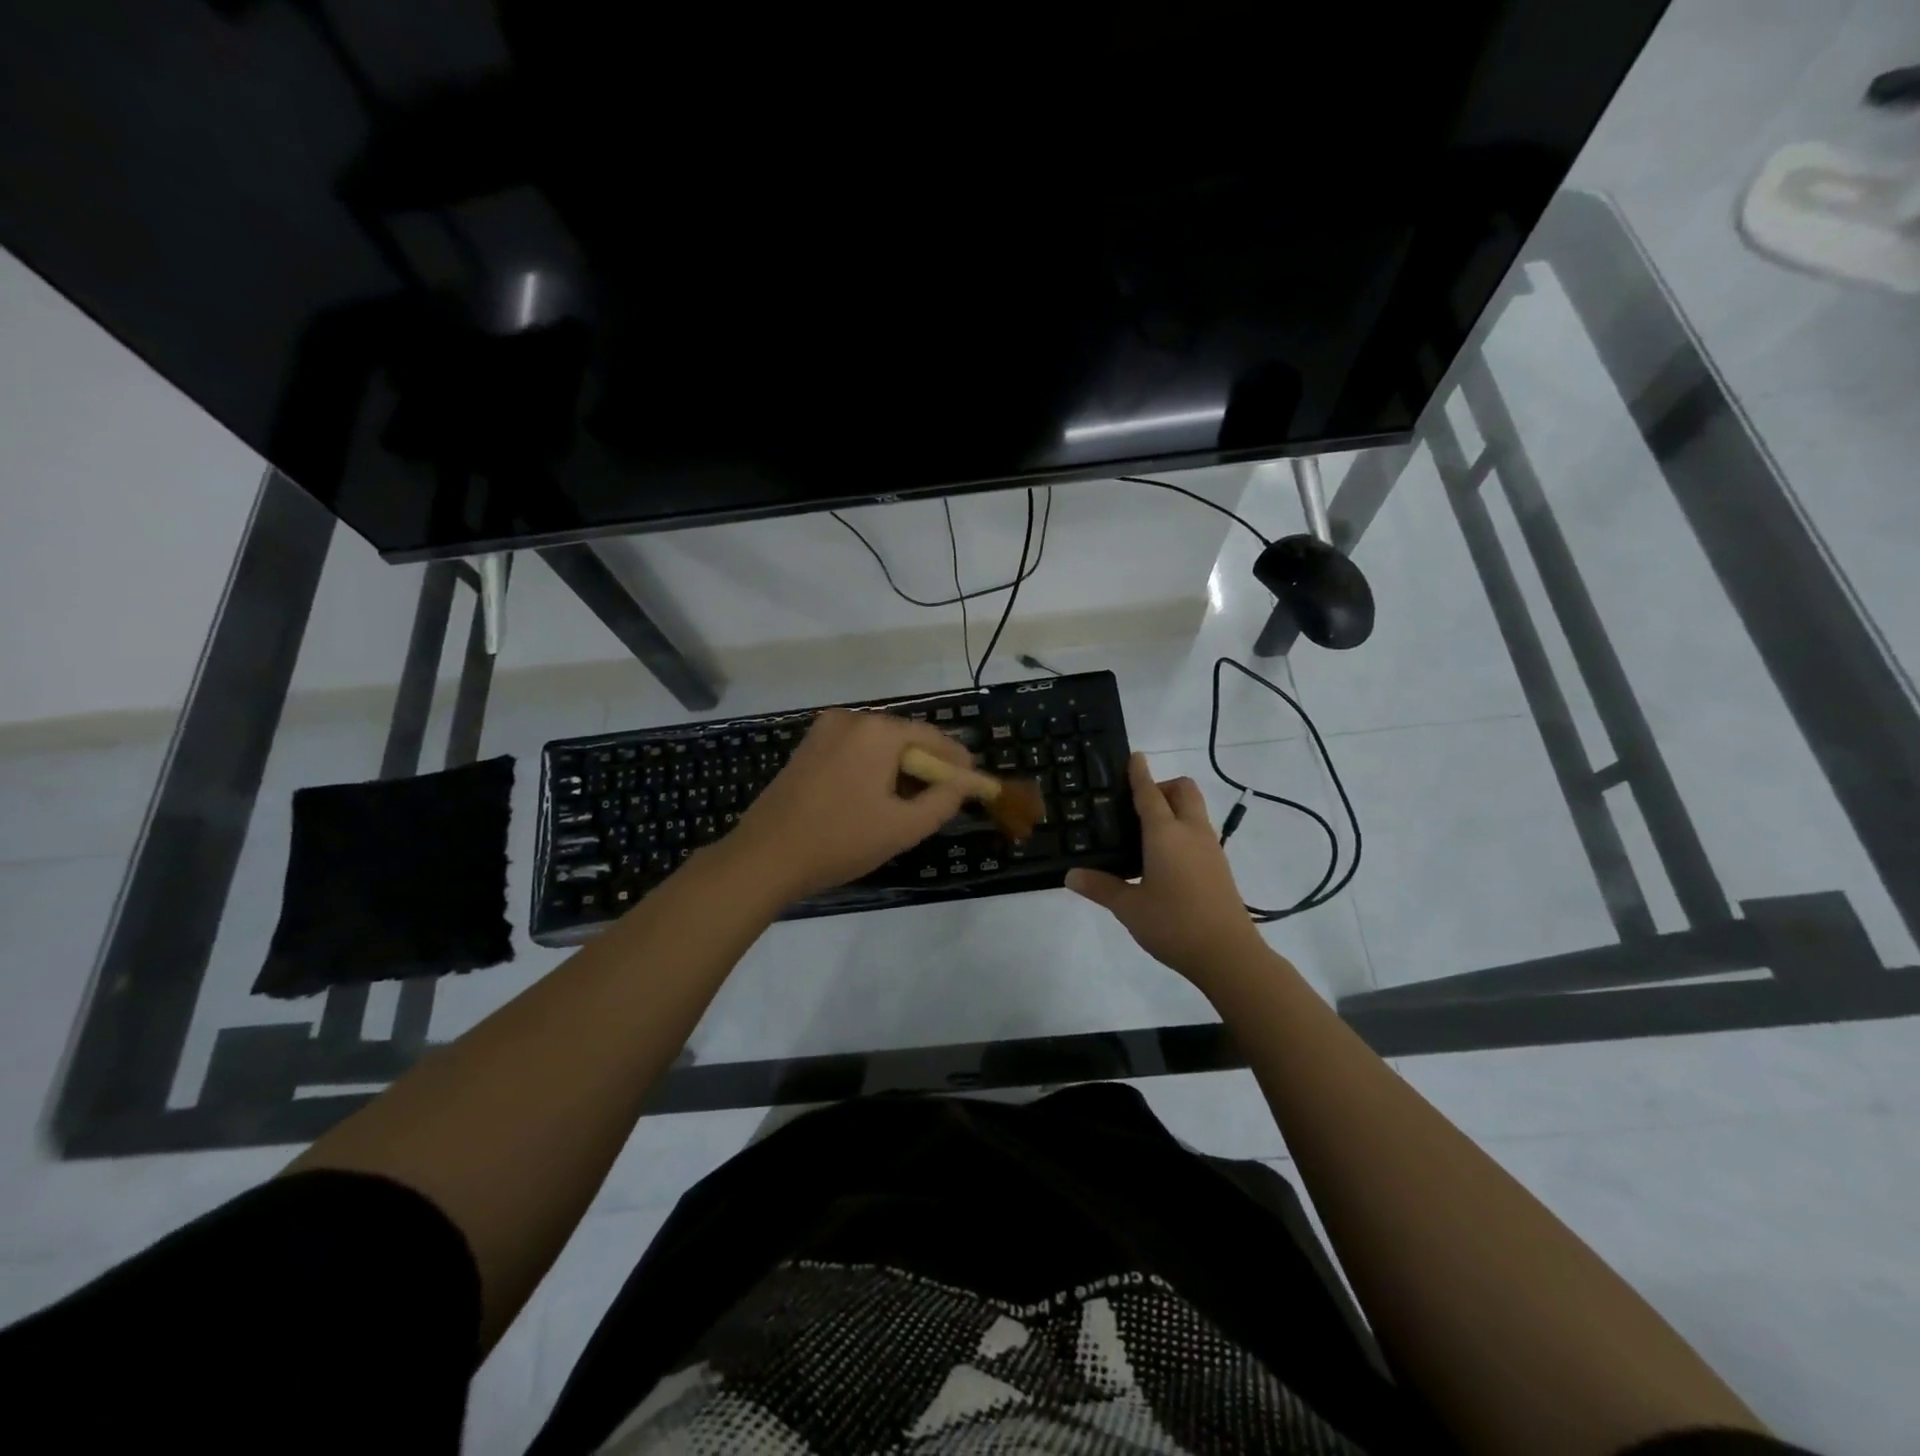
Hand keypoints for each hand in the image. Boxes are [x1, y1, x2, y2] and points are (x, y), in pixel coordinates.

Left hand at [721, 708, 973, 903]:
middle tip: (944, 797)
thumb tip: (965, 783)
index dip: (956, 761)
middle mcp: (851, 718)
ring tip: (911, 802)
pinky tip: (875, 798)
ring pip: (877, 745)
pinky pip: (853, 750)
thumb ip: (943, 800)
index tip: (973, 782)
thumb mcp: (903, 827)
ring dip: (898, 768)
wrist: (765, 856)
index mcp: (877, 731)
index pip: (932, 737)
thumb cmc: (840, 840)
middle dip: (926, 765)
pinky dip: (871, 768)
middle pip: (904, 737)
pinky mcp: (807, 748)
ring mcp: (823, 731)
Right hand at [1065, 753, 1266, 986]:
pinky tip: (1164, 859)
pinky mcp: (1219, 865)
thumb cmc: (1173, 924)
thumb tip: (1070, 875)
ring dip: (1174, 807)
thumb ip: (1100, 887)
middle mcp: (1191, 832)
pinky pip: (1199, 831)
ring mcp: (1210, 848)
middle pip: (1183, 790)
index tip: (1135, 756)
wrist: (1228, 954)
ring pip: (1195, 810)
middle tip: (1138, 806)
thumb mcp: (1129, 907)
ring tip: (1146, 833)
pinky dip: (1183, 829)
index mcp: (1165, 834)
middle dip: (1163, 786)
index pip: (1150, 793)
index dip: (1140, 773)